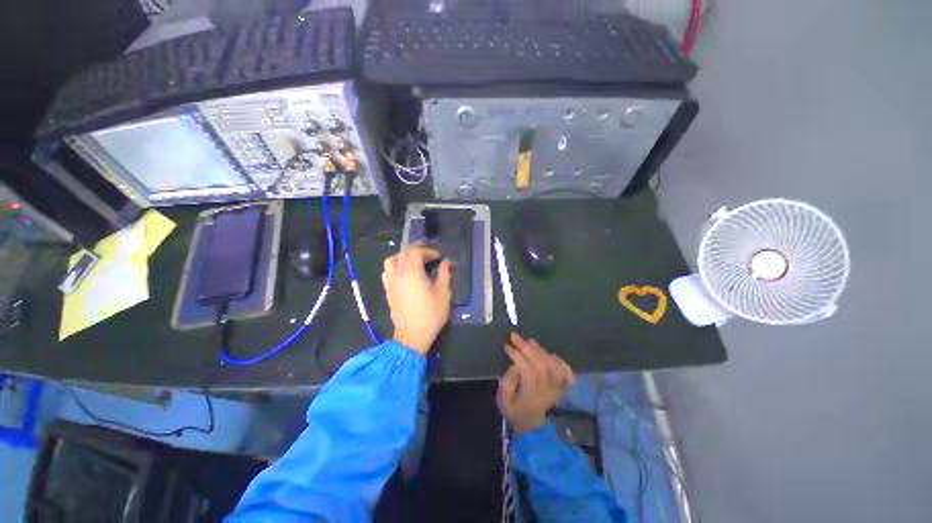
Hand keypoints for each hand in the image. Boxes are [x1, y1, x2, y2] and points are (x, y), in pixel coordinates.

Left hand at [382, 244, 451, 354]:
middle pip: (403, 253)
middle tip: (429, 254)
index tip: (439, 257)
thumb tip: (445, 261)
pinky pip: (387, 272)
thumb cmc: (431, 313)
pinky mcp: (388, 291)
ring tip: (413, 261)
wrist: (412, 335)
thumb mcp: (443, 293)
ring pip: (391, 261)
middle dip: (416, 250)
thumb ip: (444, 274)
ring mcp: (390, 282)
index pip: (416, 252)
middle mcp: (398, 273)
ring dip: (402, 256)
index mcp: (412, 272)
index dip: (428, 250)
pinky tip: (404, 274)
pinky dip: (394, 267)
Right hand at [497, 333, 574, 434]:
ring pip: (553, 366)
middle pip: (541, 365)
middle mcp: (546, 391)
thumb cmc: (515, 411)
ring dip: (541, 351)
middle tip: (515, 337)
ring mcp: (557, 389)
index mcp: (530, 396)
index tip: (507, 346)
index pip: (527, 370)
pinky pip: (566, 373)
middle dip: (527, 348)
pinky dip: (560, 361)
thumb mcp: (503, 400)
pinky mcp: (562, 388)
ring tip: (530, 341)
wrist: (532, 427)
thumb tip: (515, 364)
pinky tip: (549, 354)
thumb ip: (507, 382)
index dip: (517, 356)